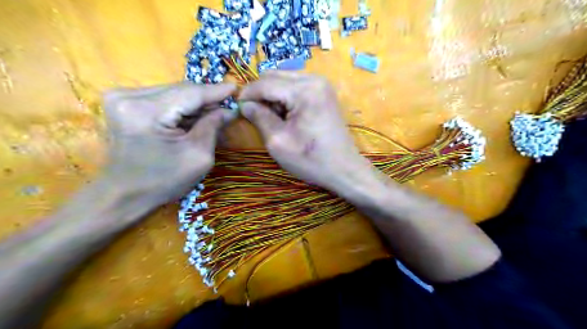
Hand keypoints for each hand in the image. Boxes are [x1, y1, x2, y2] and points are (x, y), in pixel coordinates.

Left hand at [101, 82, 235, 205]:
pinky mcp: (122, 102)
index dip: (216, 91)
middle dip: (207, 99)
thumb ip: (213, 126)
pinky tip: (193, 117)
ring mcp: (122, 97)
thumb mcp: (199, 156)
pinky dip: (181, 107)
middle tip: (228, 106)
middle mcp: (129, 96)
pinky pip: (162, 98)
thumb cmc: (164, 181)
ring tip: (213, 114)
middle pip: (181, 90)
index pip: (191, 93)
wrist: (125, 194)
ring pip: (173, 92)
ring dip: (195, 103)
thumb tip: (228, 110)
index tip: (237, 88)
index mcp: (146, 112)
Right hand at [239, 71, 369, 191]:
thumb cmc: (311, 159)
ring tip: (273, 118)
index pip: (265, 83)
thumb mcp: (278, 141)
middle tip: (256, 115)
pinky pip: (296, 86)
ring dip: (272, 95)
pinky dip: (285, 97)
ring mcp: (321, 84)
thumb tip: (244, 104)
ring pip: (284, 79)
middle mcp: (314, 79)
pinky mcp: (323, 92)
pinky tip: (286, 115)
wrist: (344, 169)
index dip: (247, 94)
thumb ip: (259, 117)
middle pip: (274, 76)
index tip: (237, 108)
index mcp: (304, 90)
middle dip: (260, 93)